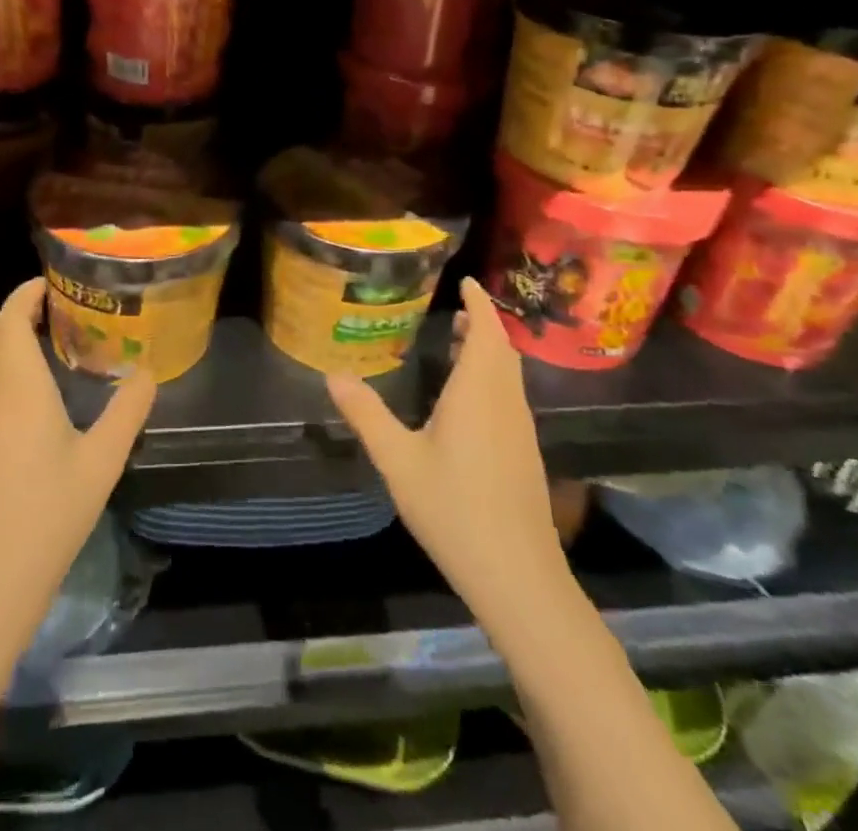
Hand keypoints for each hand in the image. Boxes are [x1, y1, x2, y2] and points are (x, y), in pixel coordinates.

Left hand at [0, 279, 156, 649]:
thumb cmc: (50, 516)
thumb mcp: (102, 462)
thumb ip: (128, 411)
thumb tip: (147, 373)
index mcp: (18, 388)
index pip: (11, 318)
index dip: (26, 293)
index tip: (49, 285)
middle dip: (14, 314)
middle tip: (51, 316)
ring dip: (3, 348)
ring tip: (41, 358)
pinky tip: (22, 415)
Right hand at [327, 277, 563, 625]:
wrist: (518, 577)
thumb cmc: (454, 508)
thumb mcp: (398, 460)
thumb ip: (366, 414)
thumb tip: (333, 375)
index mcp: (478, 392)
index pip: (486, 331)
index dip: (478, 302)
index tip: (465, 280)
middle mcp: (505, 401)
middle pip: (502, 349)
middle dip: (482, 324)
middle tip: (454, 310)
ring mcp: (520, 429)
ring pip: (509, 374)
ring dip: (489, 350)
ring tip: (458, 344)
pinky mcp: (524, 453)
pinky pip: (510, 395)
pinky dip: (493, 377)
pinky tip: (468, 399)